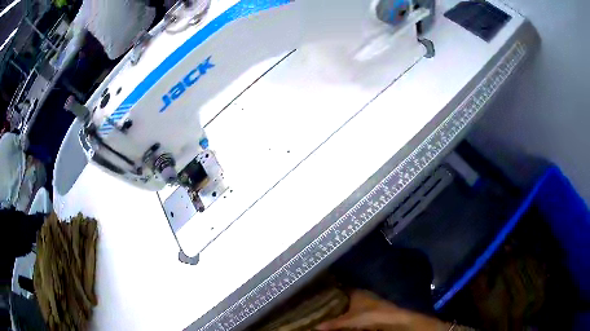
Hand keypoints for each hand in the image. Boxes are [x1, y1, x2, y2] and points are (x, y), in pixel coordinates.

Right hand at [316, 290, 447, 330]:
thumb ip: (333, 323)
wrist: (393, 320)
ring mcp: (370, 301)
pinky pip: (358, 308)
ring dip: (344, 304)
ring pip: (353, 301)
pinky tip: (344, 315)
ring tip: (329, 308)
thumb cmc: (371, 315)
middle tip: (321, 300)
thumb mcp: (349, 320)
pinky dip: (351, 311)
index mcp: (357, 292)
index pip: (342, 285)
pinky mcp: (374, 309)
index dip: (333, 286)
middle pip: (347, 293)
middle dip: (337, 296)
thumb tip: (315, 327)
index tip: (321, 287)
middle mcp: (363, 294)